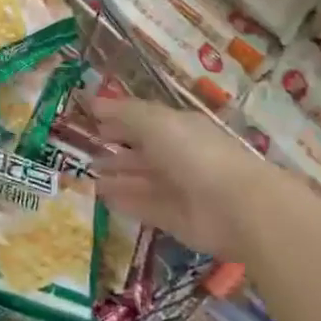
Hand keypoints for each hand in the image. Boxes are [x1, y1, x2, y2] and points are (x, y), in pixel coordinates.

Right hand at [93, 98, 272, 260]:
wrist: (234, 206)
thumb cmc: (193, 153)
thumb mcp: (155, 122)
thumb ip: (124, 113)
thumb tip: (93, 102)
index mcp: (179, 128)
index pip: (145, 121)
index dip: (119, 120)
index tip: (92, 122)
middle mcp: (180, 156)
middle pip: (144, 152)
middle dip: (117, 151)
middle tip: (85, 154)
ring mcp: (179, 188)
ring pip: (142, 180)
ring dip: (117, 177)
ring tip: (87, 177)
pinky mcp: (176, 219)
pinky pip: (145, 206)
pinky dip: (125, 201)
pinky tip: (101, 198)